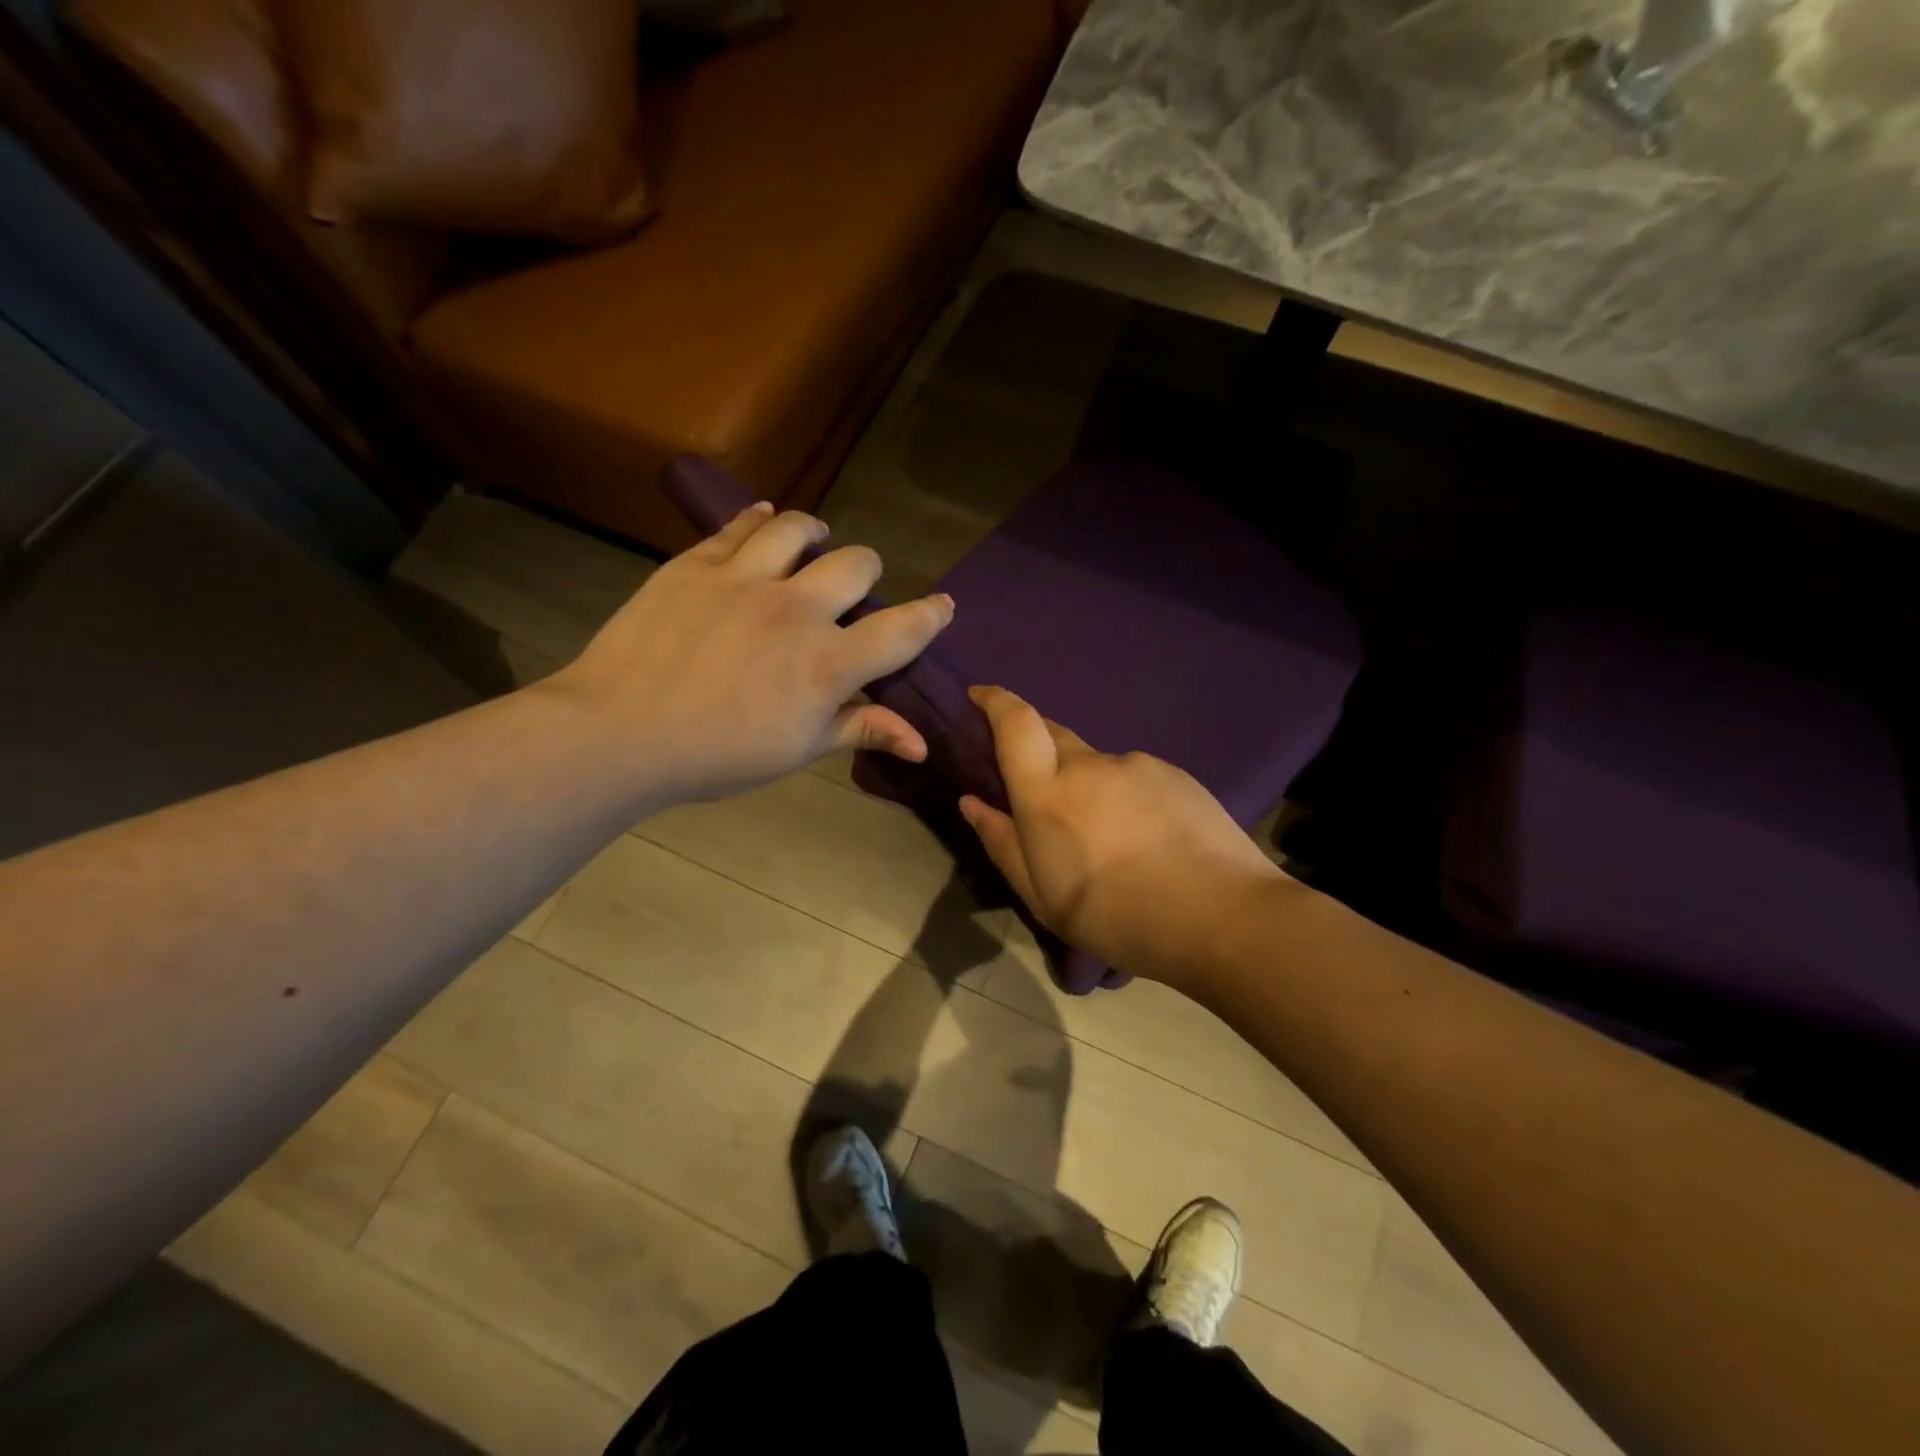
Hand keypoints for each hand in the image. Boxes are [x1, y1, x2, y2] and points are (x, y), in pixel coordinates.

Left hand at [551, 503, 952, 805]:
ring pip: (799, 528)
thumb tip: (922, 743)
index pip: (902, 630)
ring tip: (812, 542)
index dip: (930, 615)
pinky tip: (764, 521)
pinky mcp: (697, 563)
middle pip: (858, 563)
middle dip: (868, 573)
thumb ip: (861, 730)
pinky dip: (760, 519)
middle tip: (852, 590)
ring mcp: (745, 579)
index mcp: (828, 665)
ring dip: (816, 534)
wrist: (618, 733)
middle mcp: (796, 610)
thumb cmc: (715, 756)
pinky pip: (740, 525)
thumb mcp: (796, 751)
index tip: (942, 606)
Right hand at [958, 686, 1283, 990]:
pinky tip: (1147, 838)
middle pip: (1053, 734)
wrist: (1221, 917)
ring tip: (1107, 838)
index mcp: (1048, 794)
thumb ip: (1003, 843)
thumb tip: (972, 802)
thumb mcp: (1043, 897)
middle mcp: (1089, 766)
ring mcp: (1137, 766)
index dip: (994, 700)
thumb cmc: (1117, 917)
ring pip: (1098, 764)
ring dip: (1089, 786)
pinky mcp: (1176, 775)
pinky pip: (1135, 777)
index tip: (979, 695)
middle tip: (1042, 793)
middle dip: (1037, 749)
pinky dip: (1126, 796)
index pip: (1015, 723)